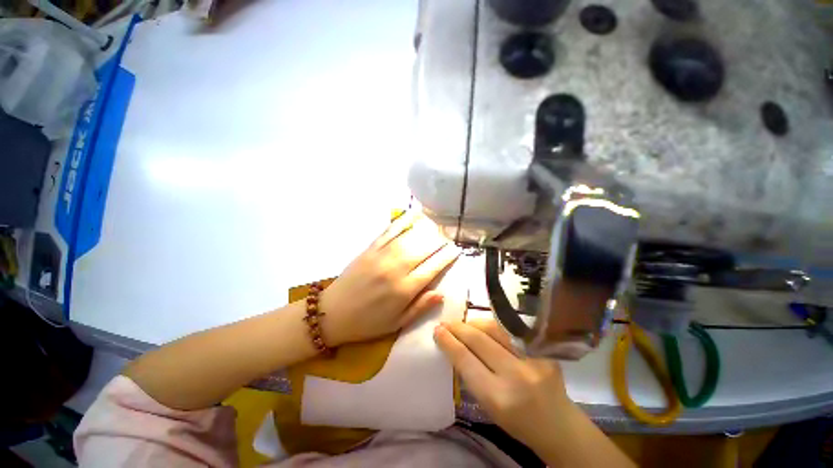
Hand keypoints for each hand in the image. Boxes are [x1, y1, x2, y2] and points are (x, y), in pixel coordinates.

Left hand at [321, 211, 460, 345]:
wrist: (332, 313)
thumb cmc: (367, 323)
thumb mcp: (397, 324)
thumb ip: (420, 307)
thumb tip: (441, 293)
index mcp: (404, 290)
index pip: (433, 268)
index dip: (447, 257)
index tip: (456, 250)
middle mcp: (395, 269)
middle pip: (423, 249)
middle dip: (439, 241)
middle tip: (448, 237)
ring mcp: (381, 256)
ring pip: (409, 237)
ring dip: (425, 229)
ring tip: (436, 225)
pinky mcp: (370, 249)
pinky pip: (389, 231)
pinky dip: (402, 221)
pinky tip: (413, 214)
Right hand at [434, 320, 572, 451]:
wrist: (559, 426)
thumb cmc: (517, 421)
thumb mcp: (488, 405)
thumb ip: (471, 373)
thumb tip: (454, 344)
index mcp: (498, 397)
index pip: (465, 360)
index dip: (448, 342)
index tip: (437, 330)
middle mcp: (515, 375)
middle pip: (478, 339)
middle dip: (458, 328)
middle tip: (446, 323)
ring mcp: (532, 359)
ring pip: (494, 328)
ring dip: (474, 323)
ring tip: (464, 324)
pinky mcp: (543, 350)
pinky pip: (509, 330)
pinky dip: (492, 326)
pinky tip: (483, 326)